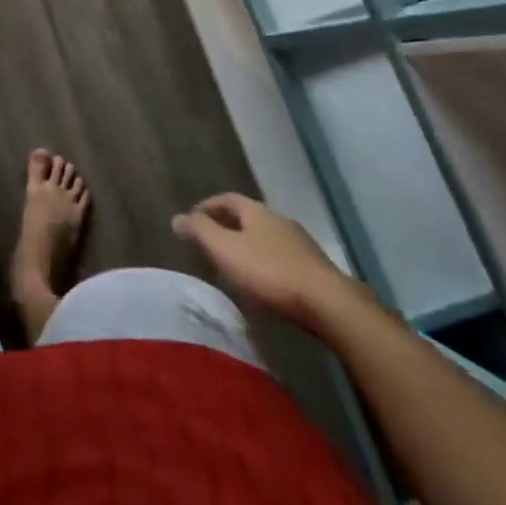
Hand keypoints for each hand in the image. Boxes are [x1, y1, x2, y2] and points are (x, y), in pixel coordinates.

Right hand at [173, 194, 361, 328]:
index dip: (208, 206)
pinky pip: (281, 258)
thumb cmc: (270, 272)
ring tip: (233, 265)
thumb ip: (200, 232)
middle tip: (210, 242)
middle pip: (248, 217)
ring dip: (248, 246)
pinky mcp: (315, 270)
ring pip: (266, 238)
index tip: (192, 220)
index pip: (227, 199)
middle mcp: (280, 221)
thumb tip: (176, 217)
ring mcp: (301, 245)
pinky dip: (265, 263)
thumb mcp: (226, 250)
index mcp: (257, 211)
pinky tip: (263, 283)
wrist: (329, 305)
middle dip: (227, 226)